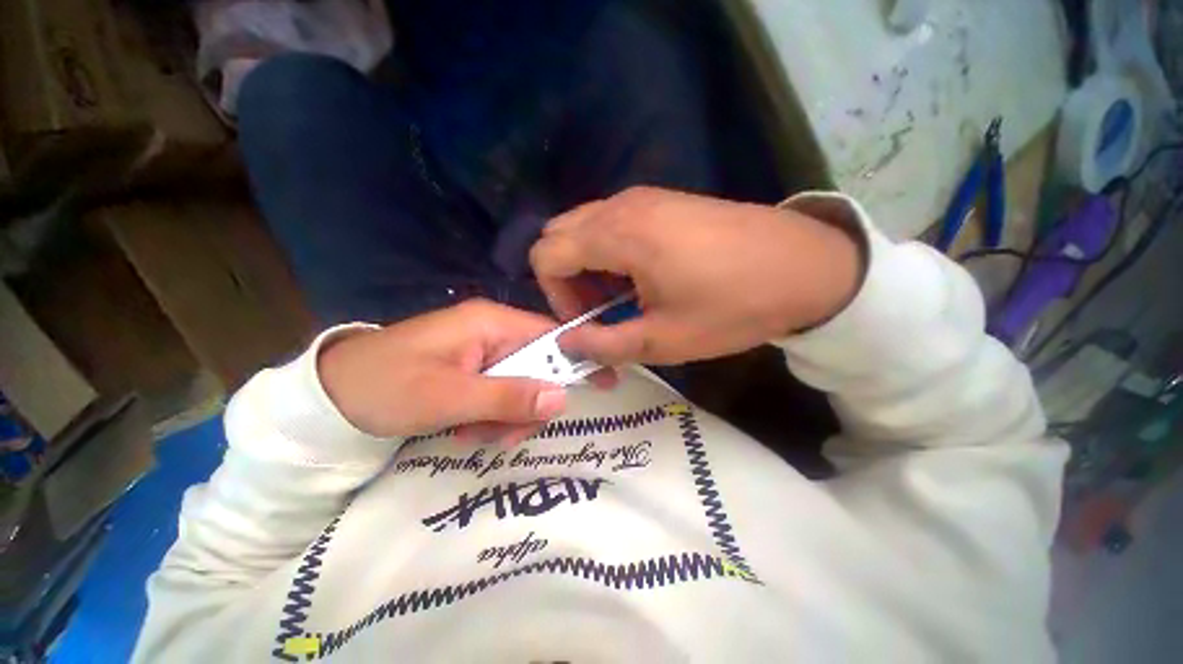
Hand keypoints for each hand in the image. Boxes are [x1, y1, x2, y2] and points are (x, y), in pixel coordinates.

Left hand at [317, 300, 568, 441]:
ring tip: (470, 432)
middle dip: (526, 405)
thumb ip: (507, 397)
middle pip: (541, 366)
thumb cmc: (385, 387)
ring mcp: (484, 351)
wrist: (329, 395)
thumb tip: (562, 399)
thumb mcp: (447, 397)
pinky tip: (465, 428)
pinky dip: (491, 417)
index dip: (578, 358)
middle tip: (502, 432)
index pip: (554, 335)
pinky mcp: (474, 369)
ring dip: (505, 416)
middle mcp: (494, 332)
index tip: (603, 383)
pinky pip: (502, 393)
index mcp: (492, 323)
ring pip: (522, 386)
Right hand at [530, 187, 861, 364]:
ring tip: (621, 298)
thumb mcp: (664, 340)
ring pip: (584, 228)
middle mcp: (622, 206)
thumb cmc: (733, 306)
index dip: (554, 294)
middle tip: (599, 311)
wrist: (807, 267)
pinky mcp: (663, 202)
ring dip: (588, 266)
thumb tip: (567, 343)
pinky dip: (609, 252)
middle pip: (559, 235)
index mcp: (617, 235)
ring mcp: (644, 198)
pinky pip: (612, 223)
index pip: (545, 254)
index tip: (586, 321)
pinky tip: (642, 278)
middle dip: (567, 278)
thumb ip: (604, 344)